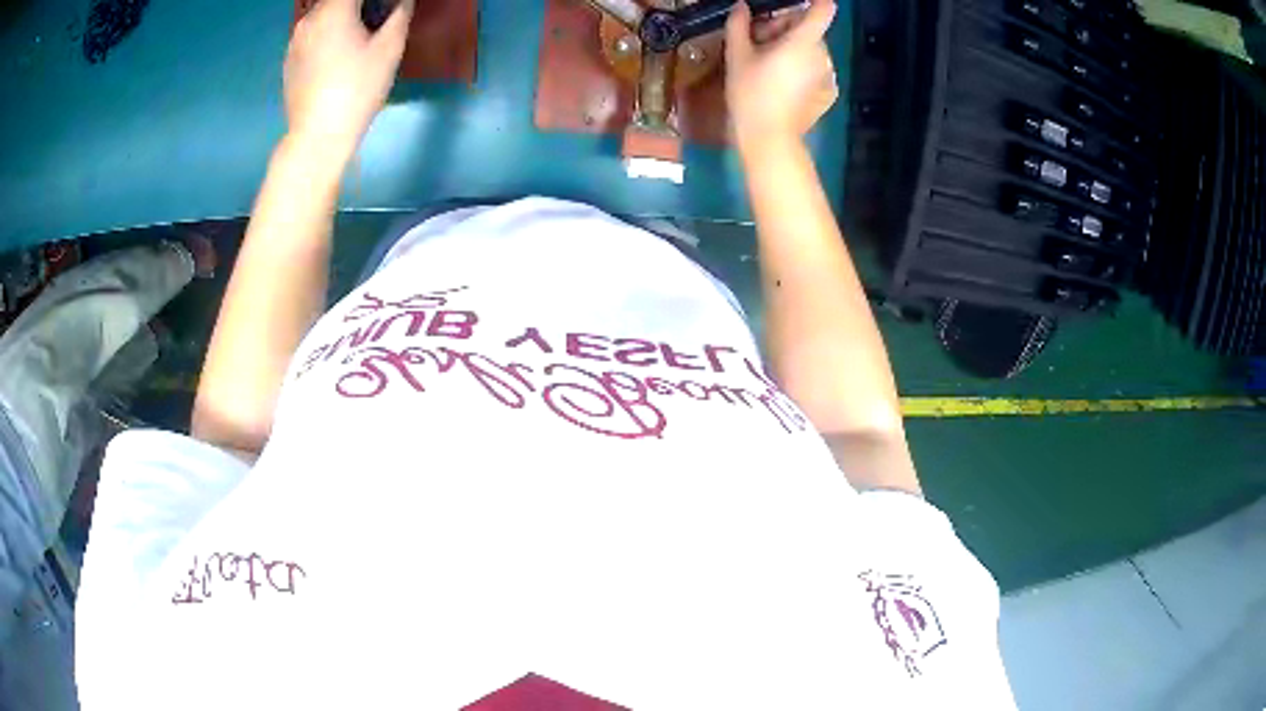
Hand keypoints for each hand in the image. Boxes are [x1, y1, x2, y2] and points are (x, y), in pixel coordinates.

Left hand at [284, 0, 413, 162]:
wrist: (317, 137)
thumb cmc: (357, 90)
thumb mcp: (389, 49)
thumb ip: (399, 14)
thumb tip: (402, 0)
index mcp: (333, 11)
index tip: (387, 6)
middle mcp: (309, 19)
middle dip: (359, 4)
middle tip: (378, 19)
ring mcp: (294, 41)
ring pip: (322, 15)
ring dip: (342, 16)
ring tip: (360, 35)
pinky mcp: (289, 61)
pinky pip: (312, 34)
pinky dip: (327, 33)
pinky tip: (339, 54)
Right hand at [725, 0, 837, 152]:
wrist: (769, 138)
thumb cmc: (751, 93)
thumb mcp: (737, 55)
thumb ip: (739, 24)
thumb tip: (742, 6)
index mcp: (804, 41)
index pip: (823, 8)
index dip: (812, 3)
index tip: (793, 7)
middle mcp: (823, 54)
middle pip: (809, 29)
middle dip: (786, 31)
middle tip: (759, 45)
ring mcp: (829, 75)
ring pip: (812, 50)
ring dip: (794, 50)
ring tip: (769, 68)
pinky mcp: (829, 92)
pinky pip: (816, 70)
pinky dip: (803, 70)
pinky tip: (784, 85)